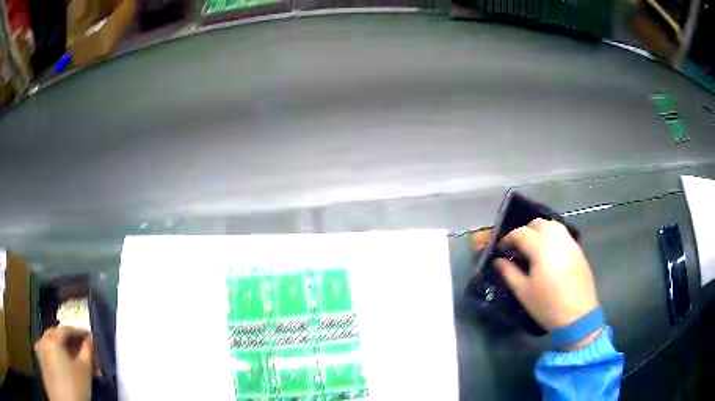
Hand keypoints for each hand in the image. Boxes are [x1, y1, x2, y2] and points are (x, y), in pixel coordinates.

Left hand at [35, 327, 92, 400]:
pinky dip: (59, 360)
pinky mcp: (42, 363)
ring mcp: (40, 351)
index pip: (66, 329)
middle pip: (58, 337)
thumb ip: (87, 353)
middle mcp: (43, 340)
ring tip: (78, 364)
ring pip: (53, 348)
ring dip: (66, 354)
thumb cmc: (74, 386)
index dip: (79, 332)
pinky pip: (50, 356)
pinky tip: (67, 370)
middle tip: (85, 352)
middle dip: (72, 345)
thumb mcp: (84, 371)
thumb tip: (89, 342)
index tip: (89, 336)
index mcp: (52, 338)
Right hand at [496, 218, 600, 347]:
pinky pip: (563, 234)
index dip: (507, 239)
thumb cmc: (546, 305)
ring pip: (552, 225)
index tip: (500, 249)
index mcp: (540, 247)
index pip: (520, 233)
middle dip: (524, 231)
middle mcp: (556, 238)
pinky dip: (552, 236)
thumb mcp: (523, 291)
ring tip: (533, 247)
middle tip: (517, 247)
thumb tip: (499, 261)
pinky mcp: (578, 250)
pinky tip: (549, 253)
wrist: (577, 315)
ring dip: (540, 230)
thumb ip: (509, 272)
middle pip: (537, 223)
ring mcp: (569, 242)